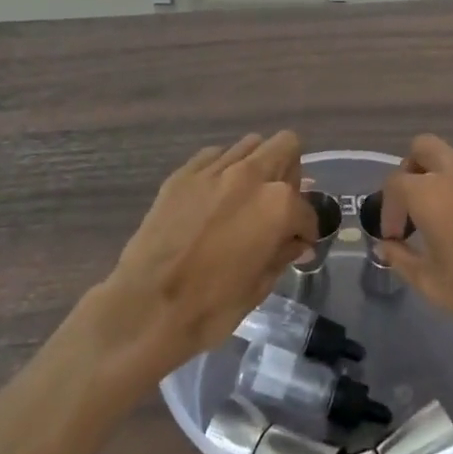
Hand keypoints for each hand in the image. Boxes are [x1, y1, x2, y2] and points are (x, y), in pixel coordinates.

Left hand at [82, 132, 315, 384]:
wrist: (145, 308)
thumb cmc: (210, 307)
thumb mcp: (259, 286)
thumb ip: (283, 254)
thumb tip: (297, 243)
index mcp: (278, 205)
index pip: (307, 208)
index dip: (306, 229)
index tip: (298, 242)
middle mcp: (251, 175)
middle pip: (286, 146)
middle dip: (290, 172)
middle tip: (278, 204)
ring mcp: (214, 170)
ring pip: (250, 144)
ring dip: (257, 165)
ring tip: (245, 196)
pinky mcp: (183, 174)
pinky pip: (214, 156)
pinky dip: (222, 170)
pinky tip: (214, 197)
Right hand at [375, 135, 452, 364]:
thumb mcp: (431, 283)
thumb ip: (402, 258)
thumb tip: (386, 245)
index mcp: (431, 192)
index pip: (395, 183)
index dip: (388, 209)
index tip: (394, 236)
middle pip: (424, 149)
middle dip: (412, 171)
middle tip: (413, 207)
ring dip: (441, 179)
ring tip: (443, 221)